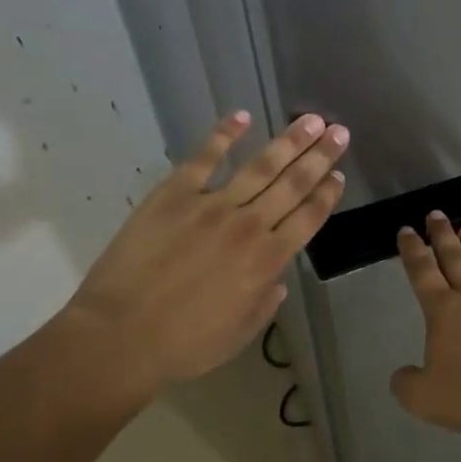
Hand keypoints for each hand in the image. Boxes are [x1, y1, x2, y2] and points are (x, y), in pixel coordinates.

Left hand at [60, 110, 349, 397]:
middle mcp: (248, 226)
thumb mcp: (239, 334)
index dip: (327, 194)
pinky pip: (204, 157)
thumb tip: (277, 279)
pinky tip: (241, 116)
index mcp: (266, 261)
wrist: (120, 336)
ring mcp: (211, 205)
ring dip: (288, 141)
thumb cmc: (183, 345)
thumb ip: (264, 302)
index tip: (339, 174)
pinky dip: (224, 135)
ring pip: (260, 166)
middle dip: (320, 156)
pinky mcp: (174, 194)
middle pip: (293, 184)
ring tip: (310, 120)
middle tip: (340, 131)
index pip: (308, 218)